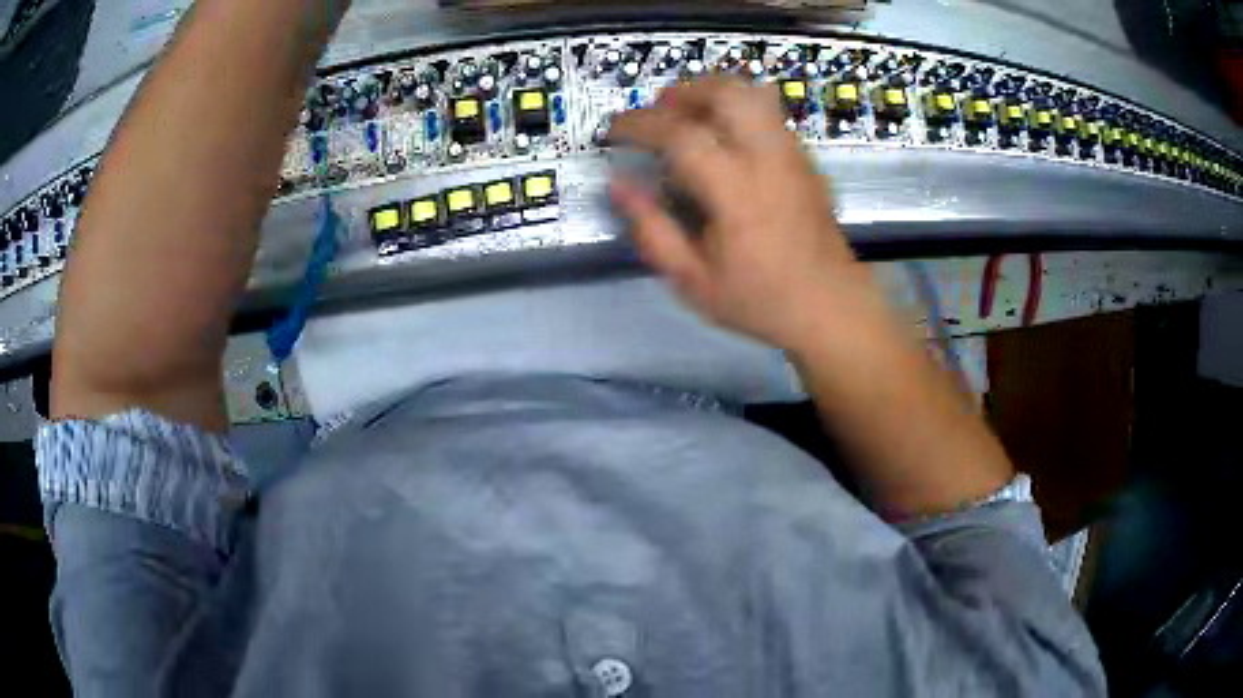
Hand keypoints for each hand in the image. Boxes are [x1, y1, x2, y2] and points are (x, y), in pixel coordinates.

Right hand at [608, 75, 868, 350]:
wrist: (831, 307)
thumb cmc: (760, 299)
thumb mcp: (692, 280)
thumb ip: (652, 230)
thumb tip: (618, 186)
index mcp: (736, 191)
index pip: (680, 134)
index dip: (639, 124)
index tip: (614, 131)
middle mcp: (767, 159)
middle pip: (725, 94)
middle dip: (683, 92)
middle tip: (657, 112)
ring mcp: (792, 154)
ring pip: (753, 94)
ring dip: (713, 92)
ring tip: (689, 114)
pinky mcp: (806, 159)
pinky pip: (769, 112)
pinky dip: (738, 108)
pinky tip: (723, 136)